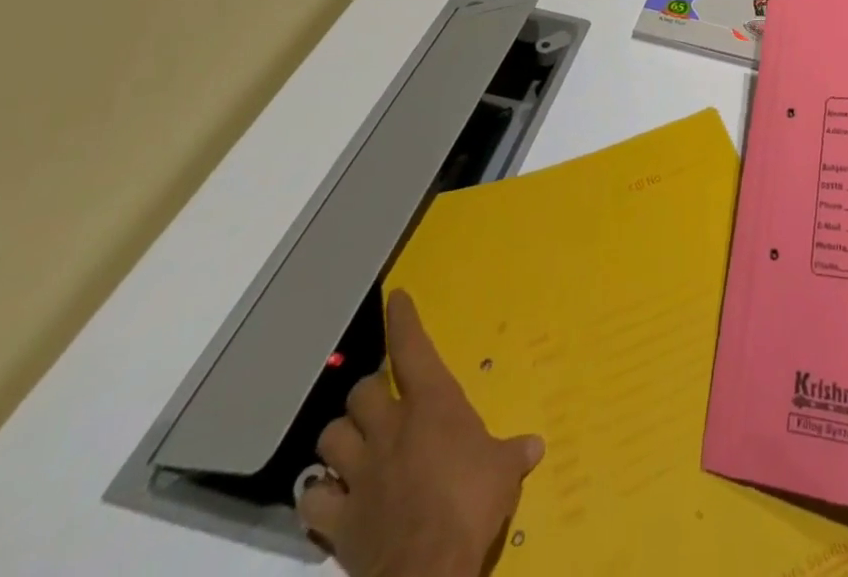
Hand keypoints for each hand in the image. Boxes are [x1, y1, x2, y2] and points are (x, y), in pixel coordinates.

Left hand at [300, 289, 544, 576]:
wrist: (428, 568)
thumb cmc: (472, 502)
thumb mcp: (503, 471)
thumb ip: (513, 453)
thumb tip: (535, 446)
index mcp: (431, 405)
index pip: (412, 348)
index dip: (403, 320)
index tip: (395, 298)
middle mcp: (389, 429)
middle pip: (361, 392)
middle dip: (368, 393)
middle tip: (381, 402)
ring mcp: (359, 474)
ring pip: (331, 437)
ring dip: (340, 437)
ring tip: (350, 444)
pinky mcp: (338, 519)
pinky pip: (312, 499)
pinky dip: (318, 494)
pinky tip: (326, 496)